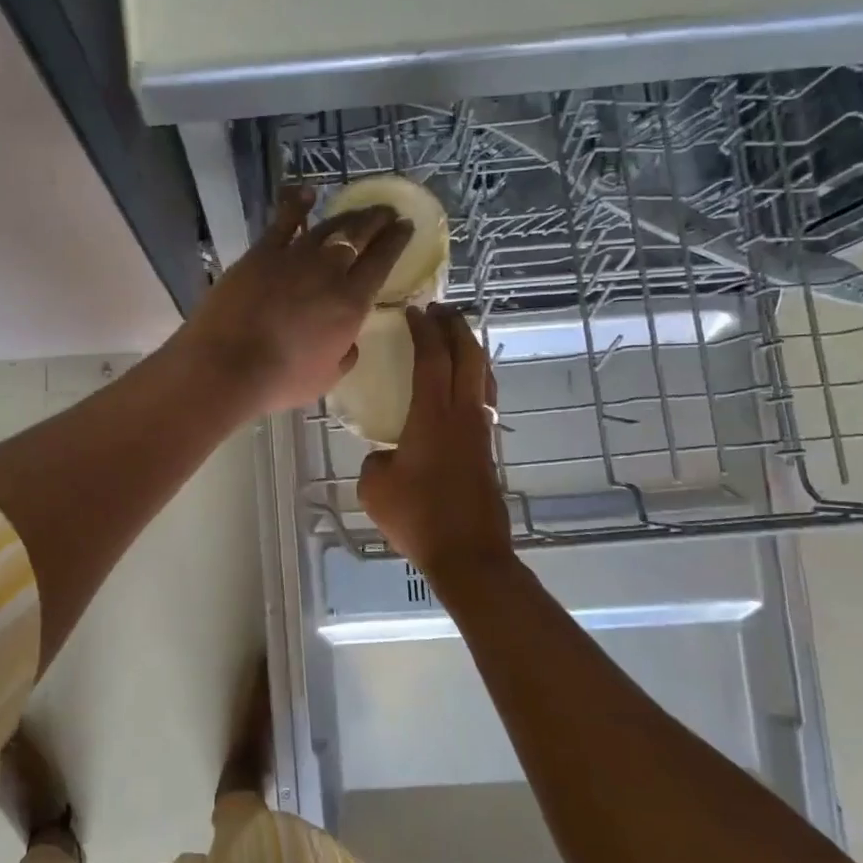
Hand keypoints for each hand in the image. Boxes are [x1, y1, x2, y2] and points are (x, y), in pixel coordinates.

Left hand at [175, 186, 411, 417]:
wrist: (227, 364)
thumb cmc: (280, 379)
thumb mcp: (327, 378)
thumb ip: (345, 355)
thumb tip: (350, 341)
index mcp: (351, 303)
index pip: (382, 261)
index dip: (396, 241)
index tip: (406, 226)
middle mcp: (329, 271)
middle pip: (360, 235)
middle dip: (378, 220)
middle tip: (388, 211)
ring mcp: (294, 257)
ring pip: (329, 226)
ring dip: (348, 215)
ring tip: (360, 210)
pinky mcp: (261, 253)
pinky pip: (284, 221)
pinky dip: (298, 205)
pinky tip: (308, 193)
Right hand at [358, 303, 512, 576]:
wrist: (467, 553)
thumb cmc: (417, 516)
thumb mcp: (375, 487)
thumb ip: (375, 461)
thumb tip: (385, 456)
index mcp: (433, 415)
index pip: (432, 358)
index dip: (423, 330)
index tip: (413, 310)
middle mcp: (463, 414)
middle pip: (468, 356)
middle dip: (455, 326)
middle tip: (439, 309)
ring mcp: (480, 431)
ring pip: (483, 376)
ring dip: (470, 350)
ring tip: (456, 339)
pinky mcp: (487, 450)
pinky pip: (484, 399)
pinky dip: (474, 378)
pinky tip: (463, 388)